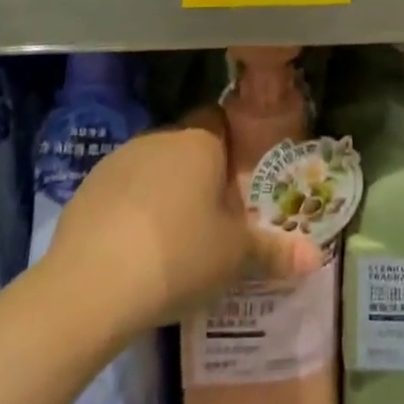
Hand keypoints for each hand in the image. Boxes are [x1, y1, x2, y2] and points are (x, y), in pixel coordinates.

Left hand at [41, 107, 322, 335]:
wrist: (92, 282)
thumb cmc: (180, 255)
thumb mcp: (234, 258)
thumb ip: (275, 252)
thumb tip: (315, 257)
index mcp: (200, 142)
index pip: (219, 121)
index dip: (230, 149)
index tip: (235, 185)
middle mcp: (161, 138)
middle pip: (187, 147)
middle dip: (198, 177)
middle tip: (210, 222)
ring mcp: (120, 159)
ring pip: (152, 168)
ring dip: (163, 193)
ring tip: (171, 242)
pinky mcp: (88, 187)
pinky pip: (121, 191)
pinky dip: (130, 212)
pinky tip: (132, 252)